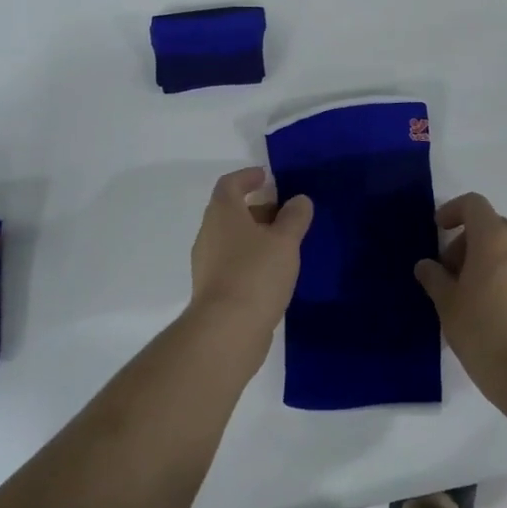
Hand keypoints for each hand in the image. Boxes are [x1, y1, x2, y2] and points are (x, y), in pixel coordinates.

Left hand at [188, 168, 311, 355]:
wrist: (226, 331)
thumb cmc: (255, 274)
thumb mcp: (285, 241)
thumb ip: (295, 218)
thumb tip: (299, 200)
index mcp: (223, 213)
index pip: (230, 184)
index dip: (247, 177)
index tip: (266, 177)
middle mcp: (209, 233)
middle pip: (230, 211)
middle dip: (257, 208)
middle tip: (284, 212)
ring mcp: (207, 263)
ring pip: (232, 238)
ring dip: (255, 235)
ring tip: (284, 243)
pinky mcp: (212, 289)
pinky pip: (232, 262)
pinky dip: (250, 258)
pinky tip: (272, 272)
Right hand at [415, 193, 506, 403]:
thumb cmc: (485, 333)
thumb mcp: (448, 305)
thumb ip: (434, 278)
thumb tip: (426, 265)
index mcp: (494, 239)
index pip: (474, 204)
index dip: (453, 211)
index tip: (438, 231)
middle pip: (491, 226)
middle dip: (466, 241)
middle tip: (448, 273)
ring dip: (485, 259)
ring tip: (467, 294)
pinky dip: (503, 274)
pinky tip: (490, 308)